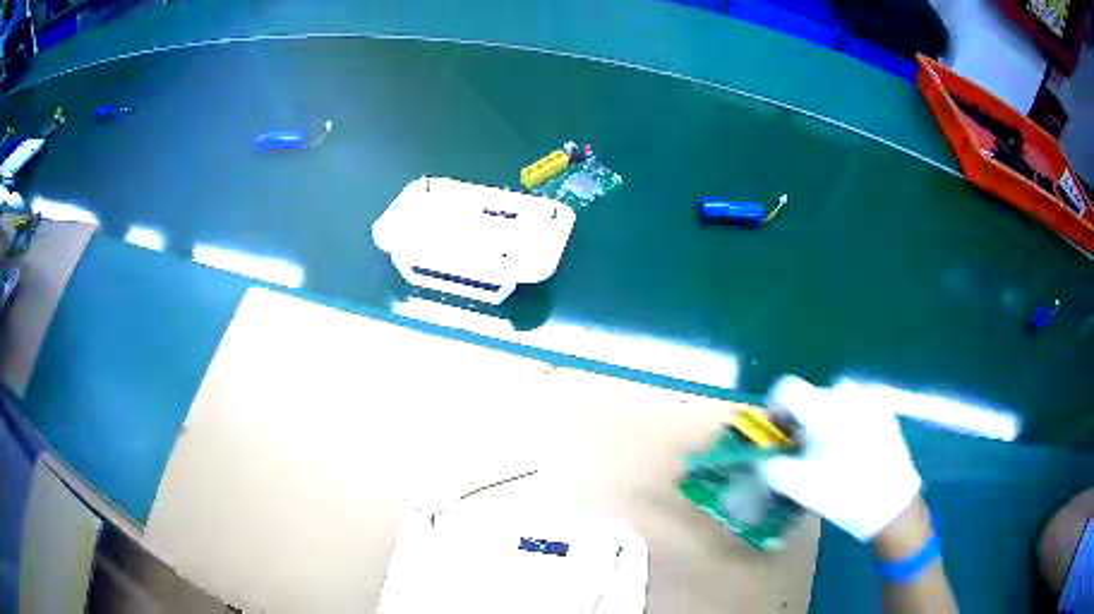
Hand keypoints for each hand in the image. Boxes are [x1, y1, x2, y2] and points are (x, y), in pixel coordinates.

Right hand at [760, 376, 921, 541]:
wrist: (891, 505)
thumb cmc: (843, 495)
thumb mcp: (798, 487)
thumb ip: (771, 467)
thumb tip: (761, 456)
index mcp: (824, 410)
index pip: (787, 387)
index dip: (775, 408)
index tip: (779, 434)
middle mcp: (848, 395)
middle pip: (811, 395)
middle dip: (802, 419)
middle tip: (805, 450)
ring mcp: (870, 400)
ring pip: (835, 399)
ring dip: (825, 418)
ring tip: (830, 450)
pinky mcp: (885, 410)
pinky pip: (856, 406)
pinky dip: (847, 421)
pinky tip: (853, 450)